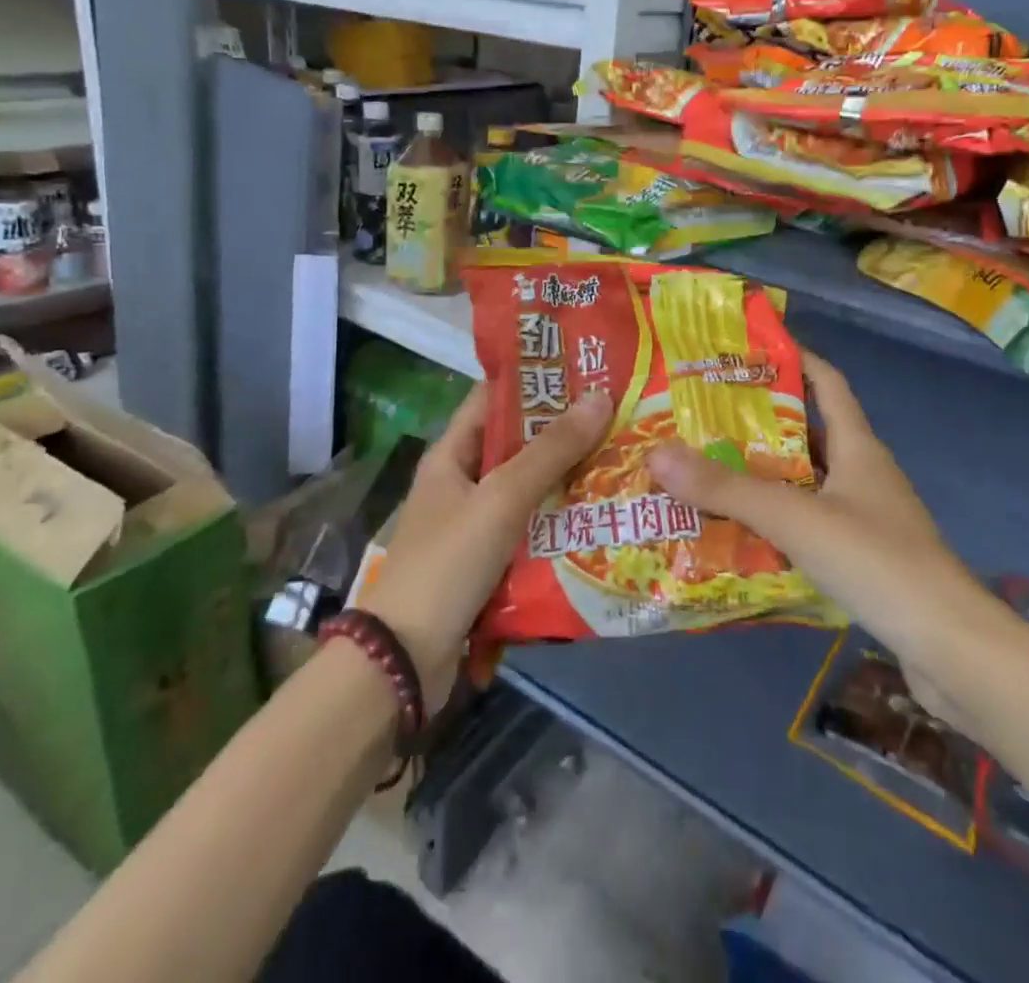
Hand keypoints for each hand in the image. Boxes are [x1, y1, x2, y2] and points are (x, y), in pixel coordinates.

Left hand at [359, 383, 612, 710]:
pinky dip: (560, 522)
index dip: (535, 380)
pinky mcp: (489, 563)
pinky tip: (601, 517)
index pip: (493, 399)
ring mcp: (475, 525)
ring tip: (622, 460)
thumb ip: (550, 450)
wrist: (406, 660)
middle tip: (619, 415)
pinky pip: (530, 530)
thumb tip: (600, 397)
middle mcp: (462, 483)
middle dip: (563, 432)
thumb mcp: (501, 497)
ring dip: (567, 479)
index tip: (585, 369)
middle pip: (517, 445)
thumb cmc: (448, 562)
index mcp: (451, 455)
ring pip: (529, 490)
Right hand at [647, 352, 993, 725]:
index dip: (796, 358)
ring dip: (766, 477)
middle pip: (810, 433)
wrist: (951, 649)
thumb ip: (727, 490)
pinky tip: (741, 535)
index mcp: (859, 447)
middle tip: (705, 417)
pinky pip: (811, 526)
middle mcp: (864, 474)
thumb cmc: (877, 562)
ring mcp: (867, 519)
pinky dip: (778, 523)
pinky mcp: (865, 559)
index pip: (828, 383)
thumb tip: (656, 454)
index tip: (750, 349)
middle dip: (762, 422)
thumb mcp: (795, 518)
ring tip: (710, 472)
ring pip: (807, 483)